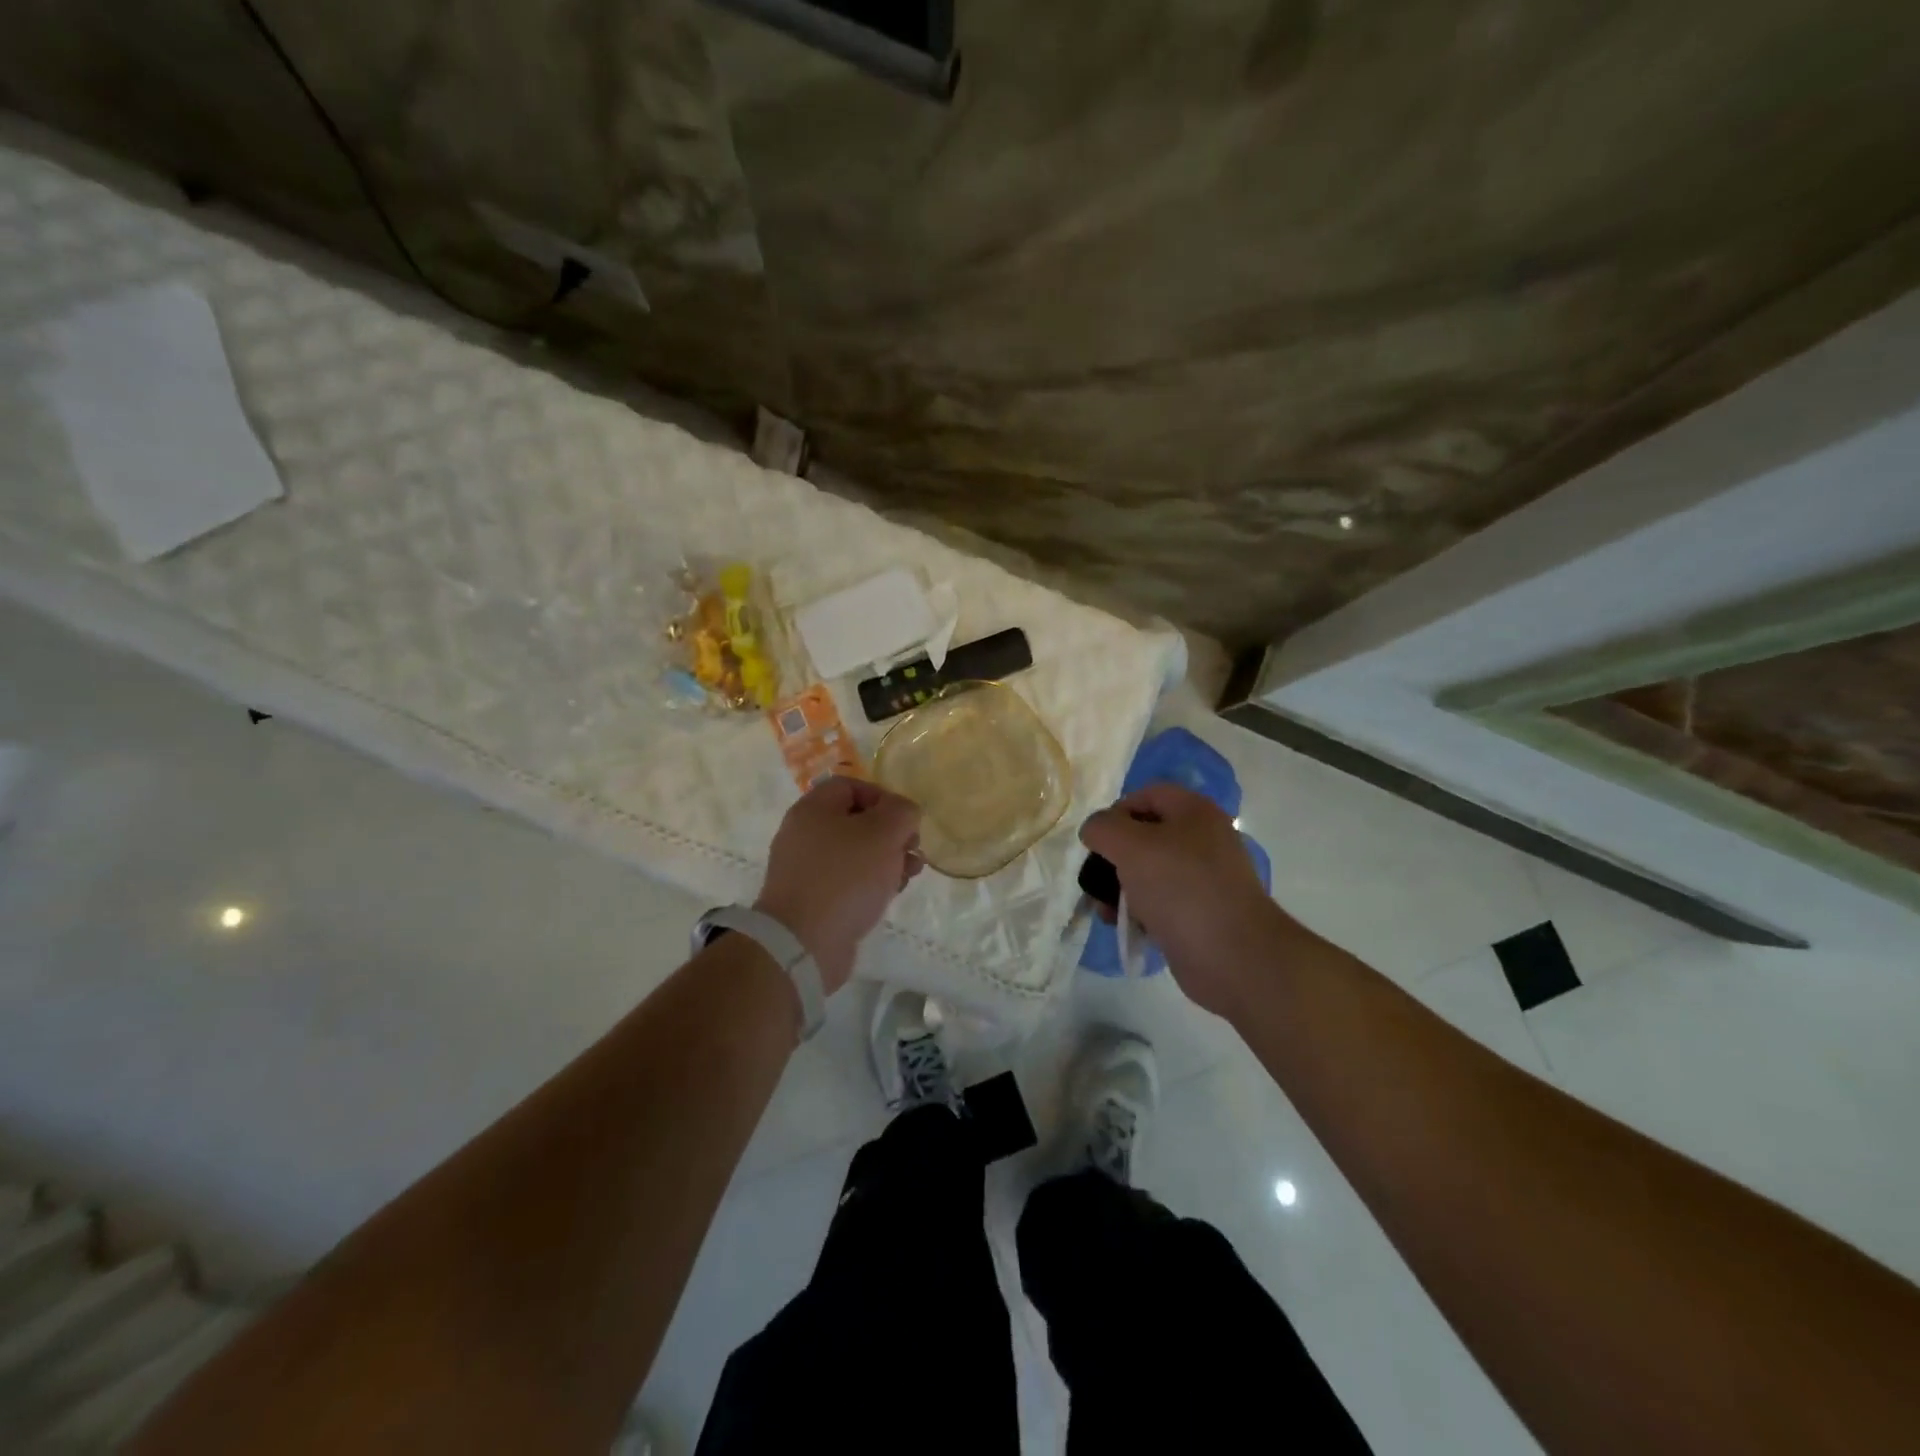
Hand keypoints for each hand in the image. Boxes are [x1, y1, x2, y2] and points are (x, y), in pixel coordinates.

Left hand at [755, 776, 923, 993]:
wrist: (803, 943)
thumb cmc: (845, 877)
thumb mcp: (883, 833)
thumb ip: (901, 812)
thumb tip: (904, 813)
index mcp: (813, 809)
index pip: (850, 786)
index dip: (883, 797)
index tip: (905, 820)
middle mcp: (804, 834)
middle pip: (855, 821)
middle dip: (891, 833)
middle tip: (912, 850)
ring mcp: (806, 869)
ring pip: (855, 853)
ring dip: (887, 859)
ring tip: (909, 875)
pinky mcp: (812, 900)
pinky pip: (846, 881)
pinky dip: (870, 883)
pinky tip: (889, 895)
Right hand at [1079, 783, 1279, 1020]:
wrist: (1232, 956)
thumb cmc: (1180, 888)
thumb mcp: (1131, 846)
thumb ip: (1103, 828)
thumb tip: (1095, 831)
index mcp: (1195, 812)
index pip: (1147, 795)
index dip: (1117, 811)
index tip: (1097, 841)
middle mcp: (1204, 839)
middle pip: (1146, 835)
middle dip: (1115, 856)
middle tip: (1096, 877)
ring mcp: (1205, 878)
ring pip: (1151, 872)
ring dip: (1121, 888)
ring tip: (1104, 910)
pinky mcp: (1202, 912)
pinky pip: (1162, 902)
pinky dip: (1140, 911)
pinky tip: (1125, 926)